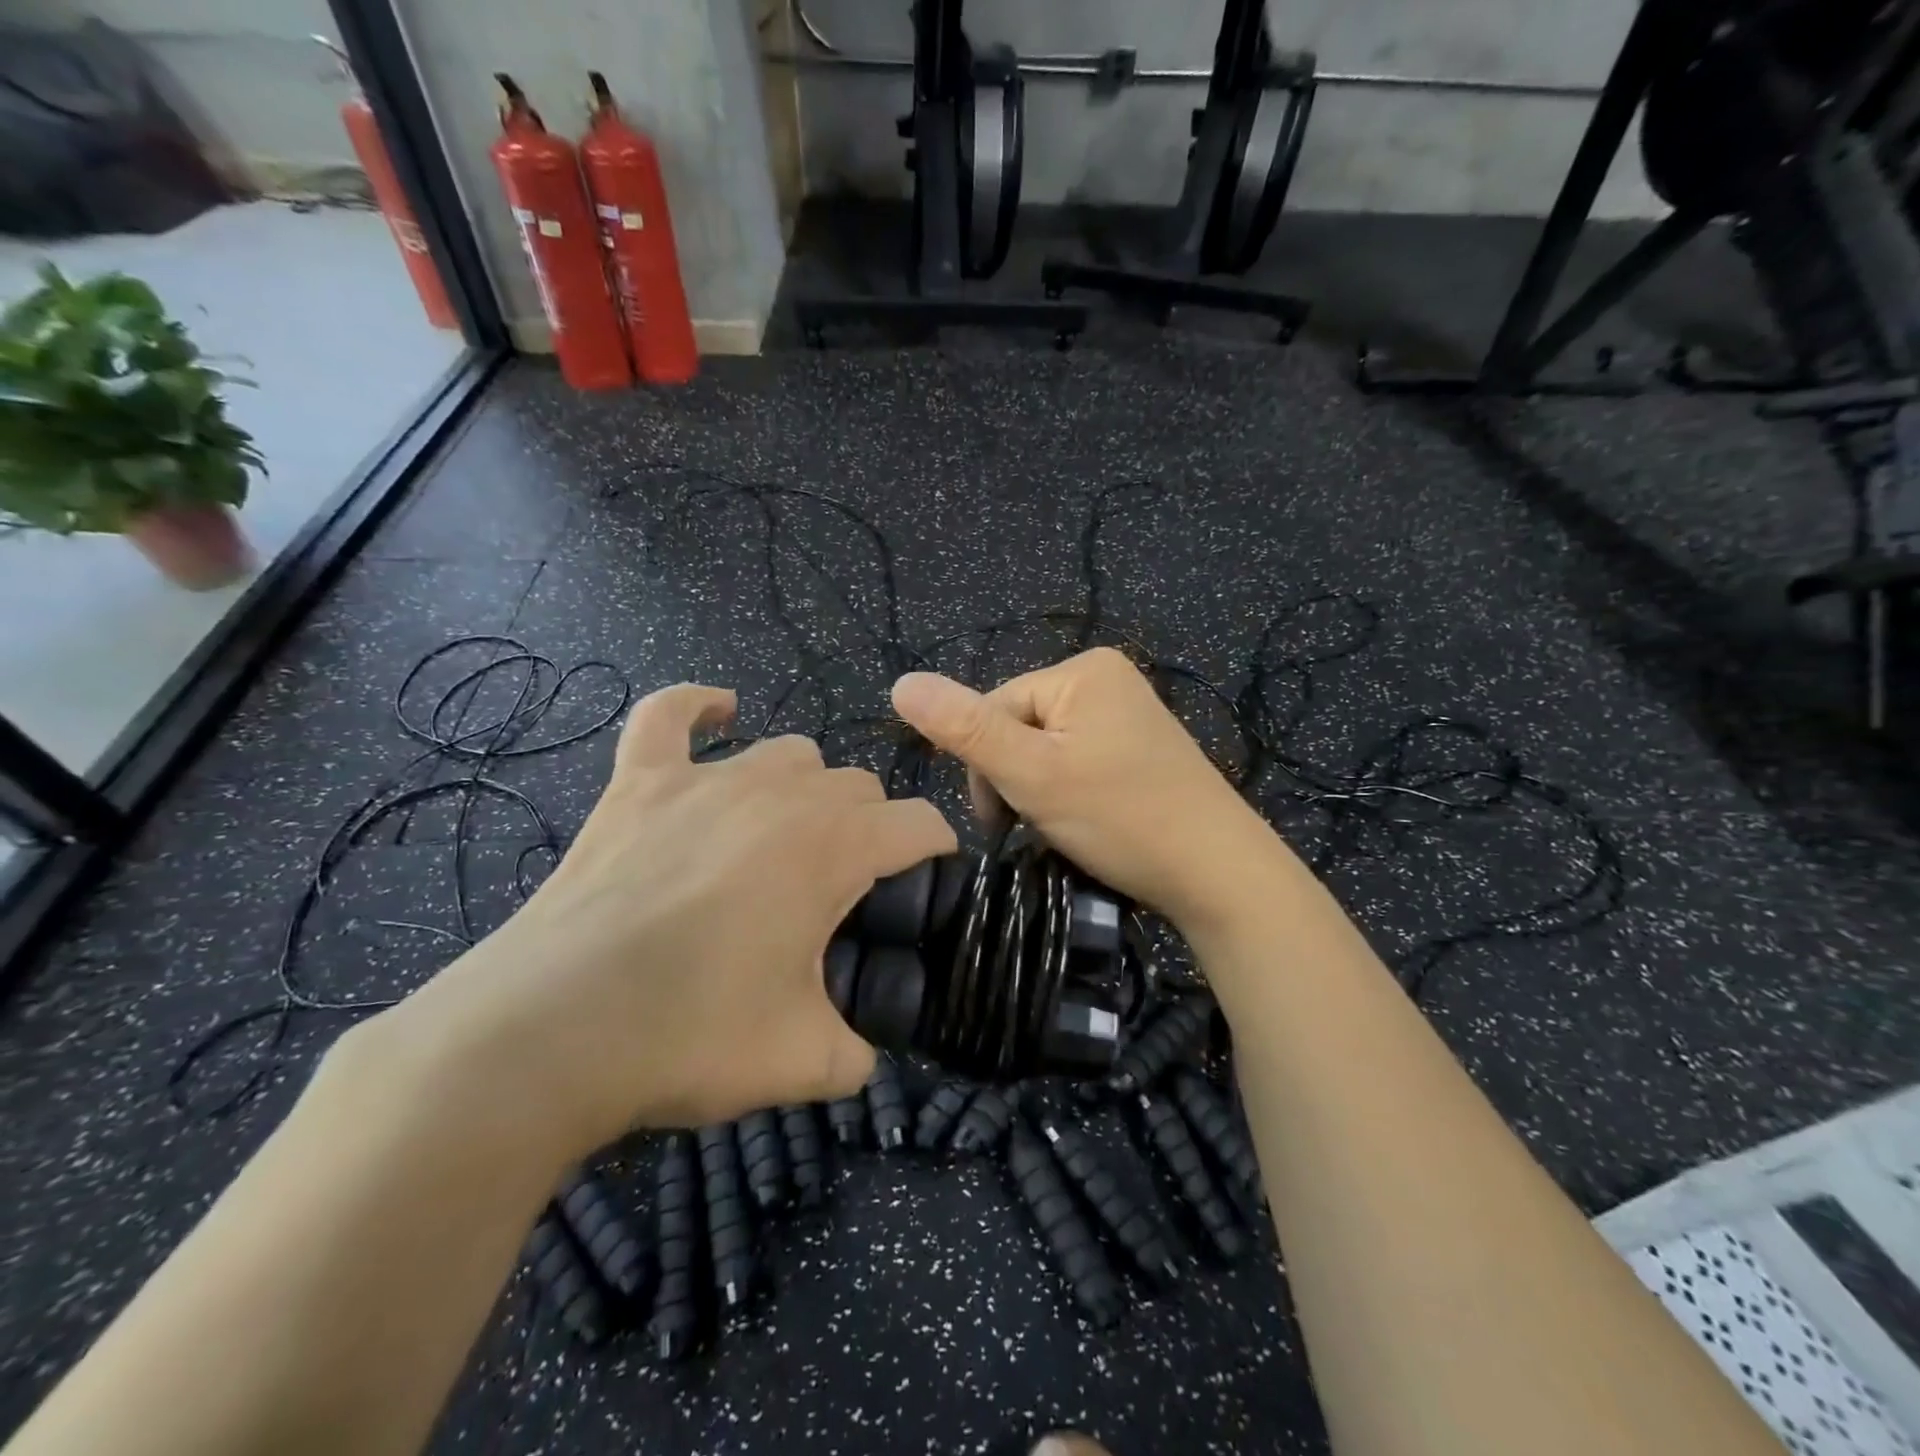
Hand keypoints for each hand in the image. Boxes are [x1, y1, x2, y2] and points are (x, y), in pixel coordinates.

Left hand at [363, 683, 956, 1158]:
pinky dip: (697, 708)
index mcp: (833, 847)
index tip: (927, 889)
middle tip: (845, 893)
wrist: (545, 1036)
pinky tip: (718, 713)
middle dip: (870, 829)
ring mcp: (704, 780)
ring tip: (787, 838)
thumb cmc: (689, 1038)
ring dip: (806, 788)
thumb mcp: (806, 1062)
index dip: (937, 854)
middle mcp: (780, 794)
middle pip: (858, 785)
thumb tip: (865, 1052)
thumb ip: (860, 1053)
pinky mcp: (638, 783)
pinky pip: (669, 715)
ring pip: (789, 753)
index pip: (919, 824)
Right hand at [891, 648, 1281, 929]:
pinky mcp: (1141, 749)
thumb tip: (900, 682)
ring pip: (1046, 749)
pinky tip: (1086, 822)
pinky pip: (1079, 761)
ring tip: (1063, 829)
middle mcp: (1108, 678)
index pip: (994, 707)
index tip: (1000, 821)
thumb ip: (964, 728)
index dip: (985, 765)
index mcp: (1082, 669)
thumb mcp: (1031, 773)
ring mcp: (1129, 714)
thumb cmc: (1121, 817)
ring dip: (1038, 791)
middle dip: (1014, 779)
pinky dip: (1069, 793)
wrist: (1218, 873)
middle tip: (1034, 828)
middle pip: (1020, 726)